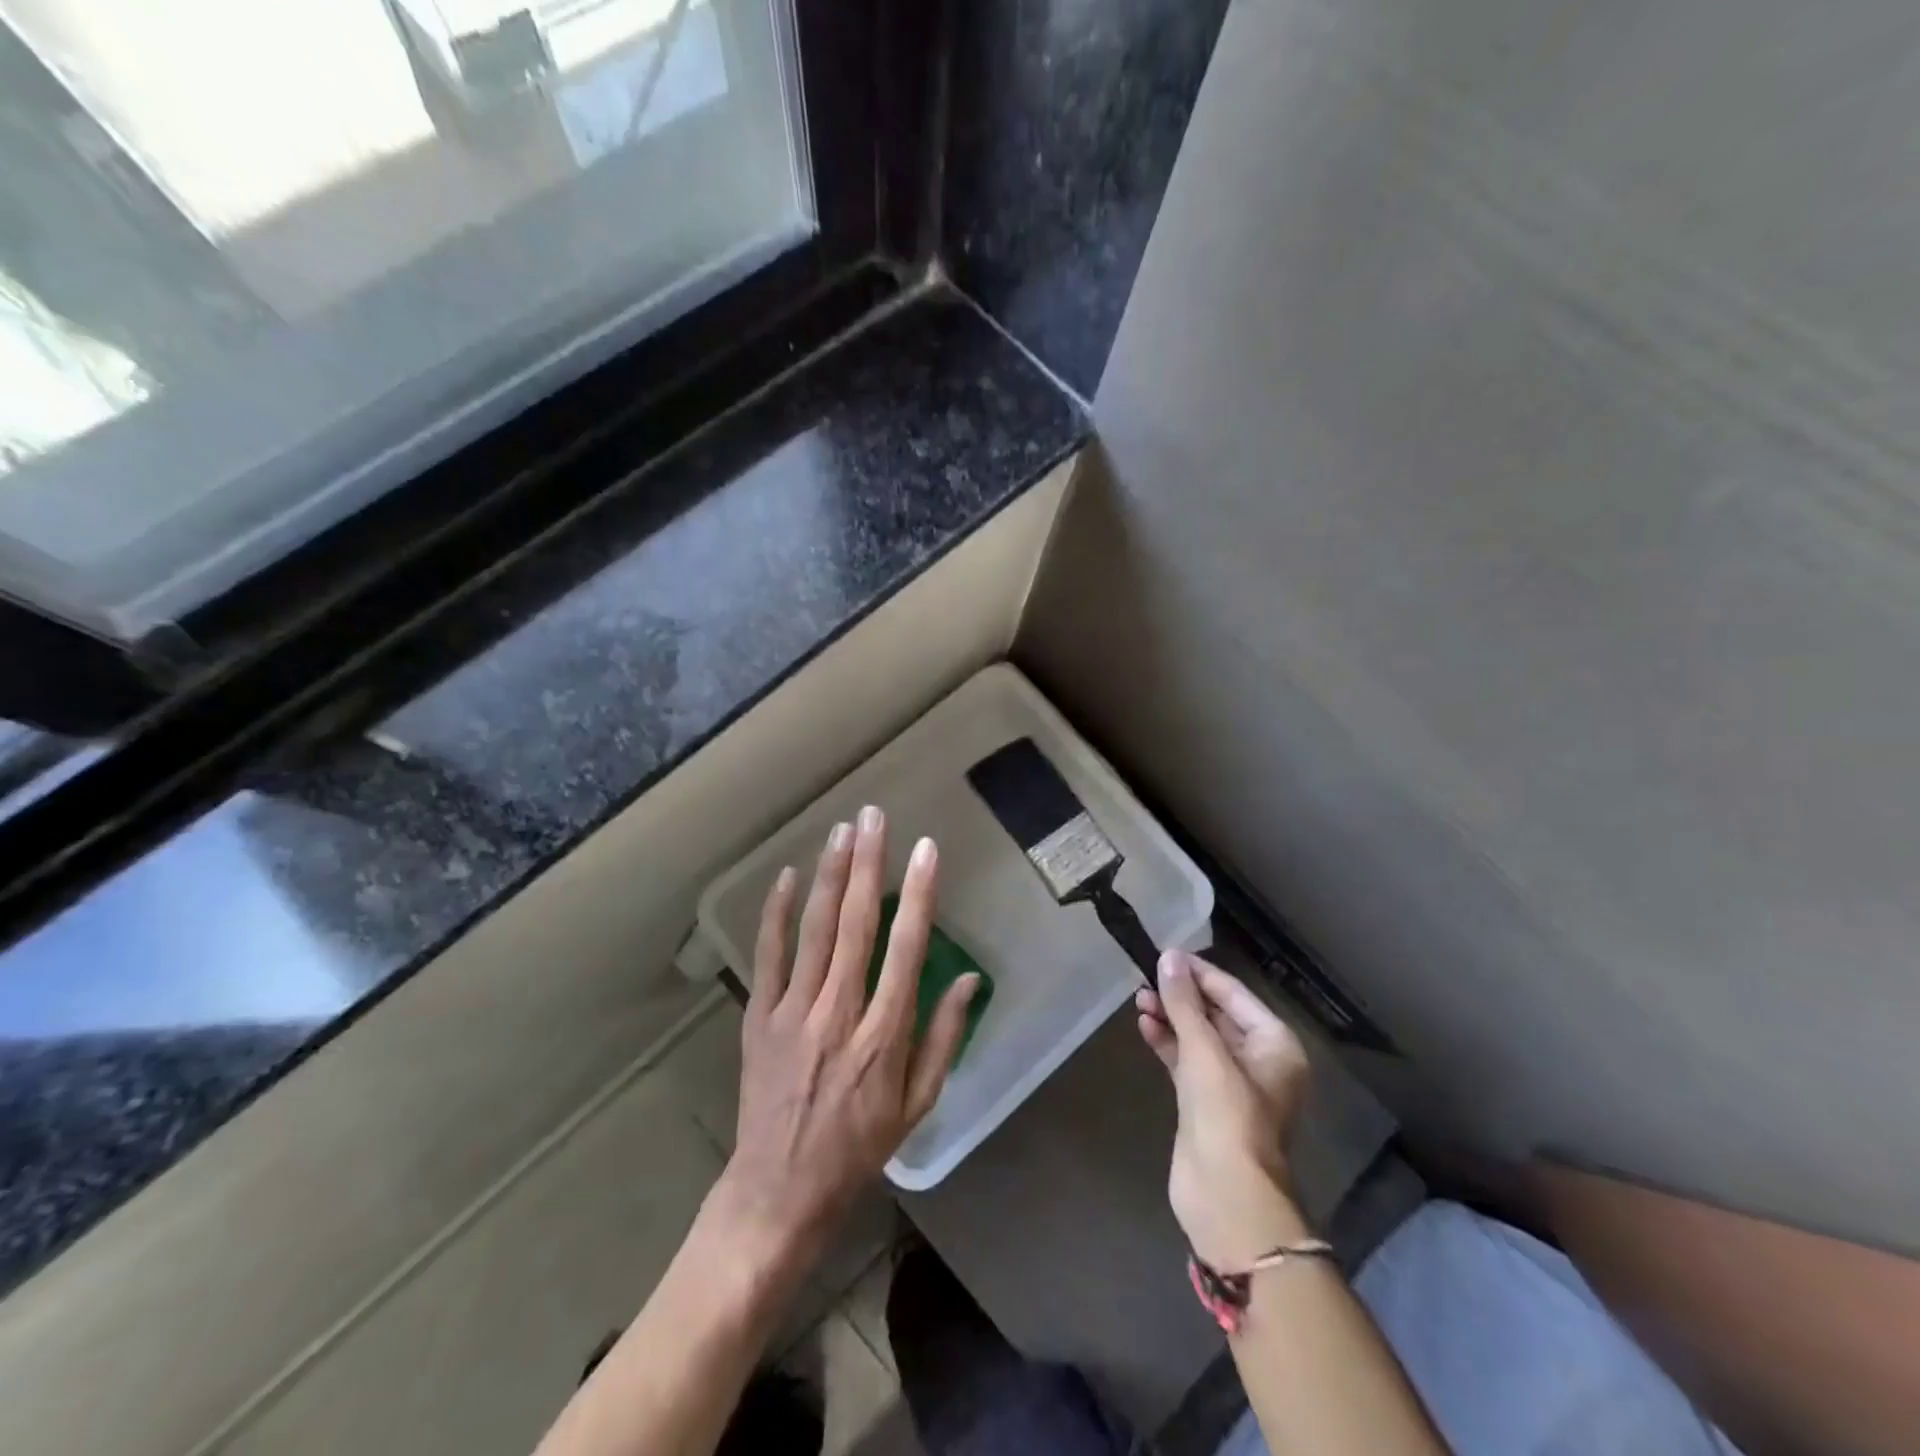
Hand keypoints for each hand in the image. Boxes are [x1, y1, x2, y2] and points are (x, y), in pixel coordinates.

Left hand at [709, 807, 978, 1275]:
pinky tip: (787, 876)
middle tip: (874, 817)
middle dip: (868, 865)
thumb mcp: (918, 1104)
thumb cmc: (859, 1147)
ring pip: (814, 931)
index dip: (919, 895)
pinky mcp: (759, 1017)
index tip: (927, 851)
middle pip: (855, 925)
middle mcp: (839, 1014)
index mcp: (884, 1036)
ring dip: (829, 876)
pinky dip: (777, 913)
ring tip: (841, 831)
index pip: (907, 949)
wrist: (779, 1190)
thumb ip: (944, 1038)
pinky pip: (769, 956)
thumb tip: (970, 980)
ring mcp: (794, 1013)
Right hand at [1136, 950, 1311, 1268]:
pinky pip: (1187, 1061)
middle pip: (1216, 1014)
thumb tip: (1169, 957)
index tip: (1165, 954)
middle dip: (1182, 996)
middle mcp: (1259, 1060)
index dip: (1199, 973)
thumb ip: (1184, 1003)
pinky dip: (1168, 1043)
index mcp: (1274, 1044)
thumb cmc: (1227, 1114)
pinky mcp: (1207, 1103)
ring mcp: (1232, 1084)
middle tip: (1146, 976)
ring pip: (1199, 1038)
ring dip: (1171, 1017)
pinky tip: (1144, 1026)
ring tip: (1139, 998)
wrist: (1226, 1196)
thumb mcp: (1205, 1051)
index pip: (1234, 994)